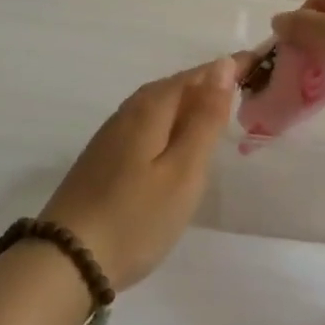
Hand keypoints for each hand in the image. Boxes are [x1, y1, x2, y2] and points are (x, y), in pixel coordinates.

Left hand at [41, 56, 237, 288]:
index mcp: (151, 109)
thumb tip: (222, 65)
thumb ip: (205, 119)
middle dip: (209, 83)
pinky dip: (171, 123)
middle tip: (245, 86)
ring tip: (218, 112)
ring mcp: (111, 135)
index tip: (257, 63)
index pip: (197, 75)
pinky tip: (177, 141)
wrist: (67, 261)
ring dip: (190, 104)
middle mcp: (128, 112)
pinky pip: (147, 124)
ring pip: (159, 106)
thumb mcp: (183, 171)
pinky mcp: (104, 158)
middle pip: (175, 87)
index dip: (227, 68)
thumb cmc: (136, 218)